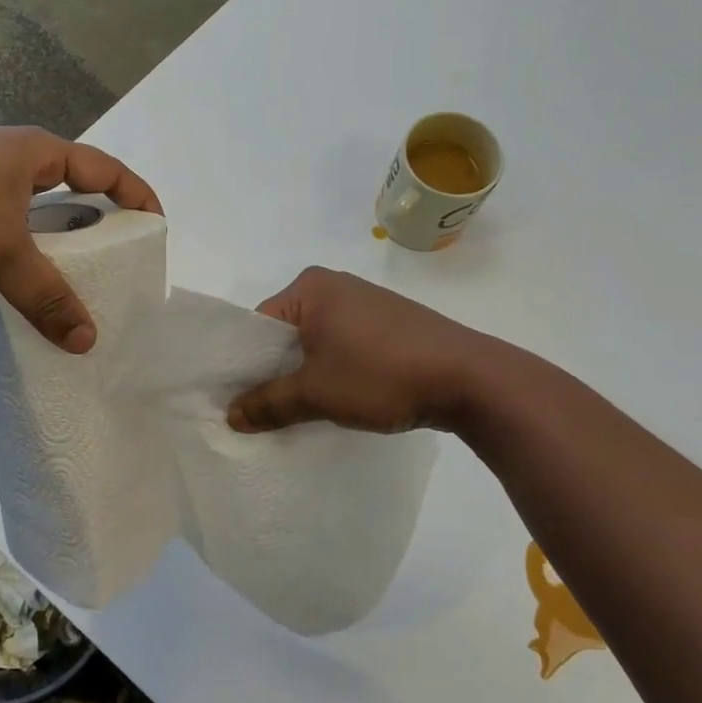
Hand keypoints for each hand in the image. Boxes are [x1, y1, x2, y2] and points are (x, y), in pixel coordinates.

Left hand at [0, 126, 160, 352]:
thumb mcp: (1, 247)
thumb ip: (45, 294)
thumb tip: (87, 341)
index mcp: (38, 152)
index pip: (105, 169)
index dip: (137, 195)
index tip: (157, 226)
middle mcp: (14, 157)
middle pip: (74, 187)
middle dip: (99, 221)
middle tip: (117, 259)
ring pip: (36, 207)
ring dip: (57, 237)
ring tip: (74, 274)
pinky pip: (7, 220)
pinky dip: (24, 245)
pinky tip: (22, 274)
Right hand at [227, 268, 483, 433]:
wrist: (470, 379)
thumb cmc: (381, 374)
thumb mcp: (316, 393)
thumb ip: (268, 404)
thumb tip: (231, 417)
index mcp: (310, 287)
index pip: (257, 324)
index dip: (244, 364)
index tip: (237, 401)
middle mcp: (335, 286)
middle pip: (285, 333)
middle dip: (274, 371)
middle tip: (261, 412)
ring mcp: (366, 304)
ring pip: (315, 343)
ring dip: (305, 375)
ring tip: (298, 411)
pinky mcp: (389, 325)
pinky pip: (344, 346)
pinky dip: (333, 371)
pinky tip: (336, 400)